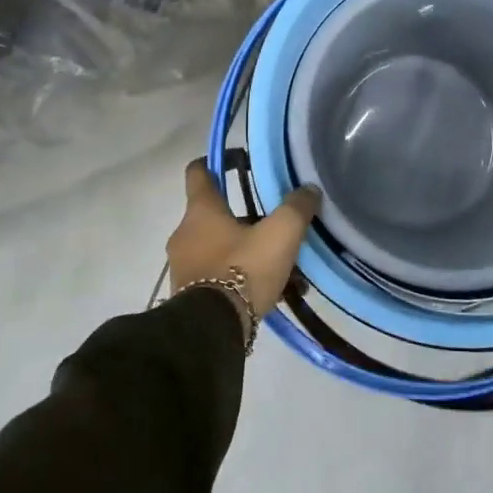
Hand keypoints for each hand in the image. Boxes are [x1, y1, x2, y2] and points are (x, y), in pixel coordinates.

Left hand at [167, 159, 320, 319]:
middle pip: (217, 215)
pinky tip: (274, 293)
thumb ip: (296, 208)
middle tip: (276, 227)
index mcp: (201, 210)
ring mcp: (184, 266)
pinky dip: (242, 278)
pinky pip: (219, 276)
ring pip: (221, 248)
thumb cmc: (242, 270)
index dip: (218, 161)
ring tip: (285, 269)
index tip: (240, 161)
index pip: (198, 171)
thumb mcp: (280, 235)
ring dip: (249, 252)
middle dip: (248, 219)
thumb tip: (309, 189)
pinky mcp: (189, 295)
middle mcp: (185, 233)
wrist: (211, 331)